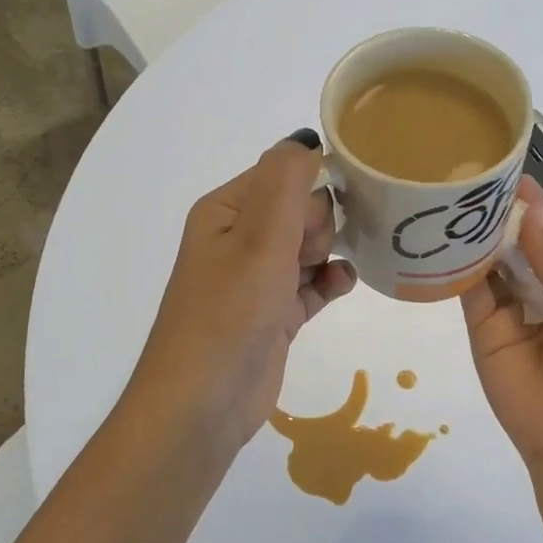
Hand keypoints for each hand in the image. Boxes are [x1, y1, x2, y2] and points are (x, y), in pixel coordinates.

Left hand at [129, 133, 355, 453]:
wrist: (203, 403)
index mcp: (226, 210)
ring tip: (324, 274)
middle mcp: (239, 239)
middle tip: (306, 254)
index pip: (283, 174)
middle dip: (319, 224)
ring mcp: (256, 279)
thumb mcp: (259, 235)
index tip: (331, 211)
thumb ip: (287, 179)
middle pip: (300, 209)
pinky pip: (312, 283)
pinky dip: (329, 282)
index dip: (312, 188)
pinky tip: (339, 288)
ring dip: (328, 252)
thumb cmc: (230, 311)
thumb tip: (307, 138)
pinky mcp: (274, 314)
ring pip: (309, 246)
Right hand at [461, 178, 542, 473]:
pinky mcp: (479, 326)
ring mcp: (507, 307)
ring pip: (489, 261)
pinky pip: (467, 289)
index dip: (533, 204)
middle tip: (465, 178)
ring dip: (475, 235)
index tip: (506, 171)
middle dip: (498, 214)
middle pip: (516, 242)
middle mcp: (539, 288)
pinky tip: (440, 238)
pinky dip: (455, 265)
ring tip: (448, 199)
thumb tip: (530, 210)